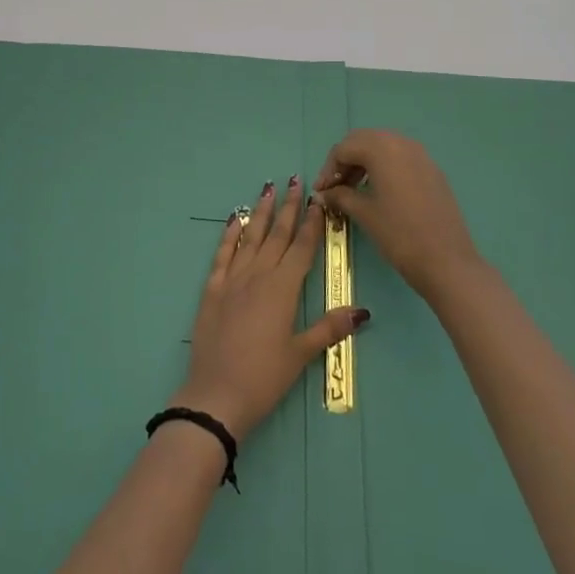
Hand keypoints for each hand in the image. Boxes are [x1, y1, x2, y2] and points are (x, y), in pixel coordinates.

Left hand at [170, 177, 368, 442]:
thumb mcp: (300, 354)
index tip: (318, 199)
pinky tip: (234, 218)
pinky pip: (222, 254)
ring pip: (250, 237)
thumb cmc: (264, 377)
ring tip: (268, 187)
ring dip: (261, 212)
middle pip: (277, 235)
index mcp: (283, 289)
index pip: (302, 248)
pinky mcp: (212, 289)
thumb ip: (328, 328)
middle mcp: (258, 276)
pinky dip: (230, 234)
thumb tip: (362, 310)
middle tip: (295, 179)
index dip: (312, 223)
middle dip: (288, 207)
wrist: (216, 393)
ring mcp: (232, 280)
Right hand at [316, 130, 484, 302]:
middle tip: (335, 187)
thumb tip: (323, 193)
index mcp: (382, 148)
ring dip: (364, 163)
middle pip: (363, 141)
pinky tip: (379, 192)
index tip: (321, 192)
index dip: (328, 170)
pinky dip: (384, 167)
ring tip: (353, 190)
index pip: (343, 149)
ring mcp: (421, 155)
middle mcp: (402, 143)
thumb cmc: (399, 234)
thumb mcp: (364, 213)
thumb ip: (340, 196)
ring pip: (383, 147)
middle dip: (345, 161)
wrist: (447, 262)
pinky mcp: (432, 170)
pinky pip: (400, 158)